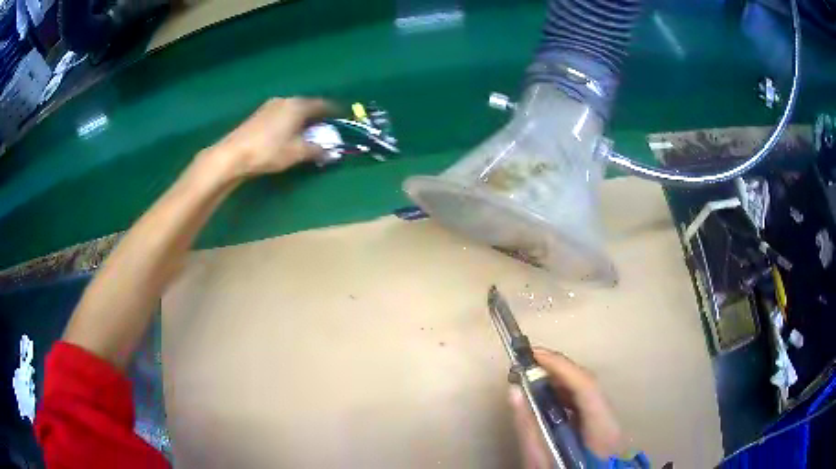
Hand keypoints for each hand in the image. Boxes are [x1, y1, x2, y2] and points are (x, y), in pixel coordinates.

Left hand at [204, 97, 333, 180]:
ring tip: (308, 131)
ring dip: (303, 118)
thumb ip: (317, 150)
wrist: (233, 154)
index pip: (323, 104)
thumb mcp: (297, 153)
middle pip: (308, 105)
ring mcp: (270, 106)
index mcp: (298, 106)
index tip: (343, 116)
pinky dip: (290, 121)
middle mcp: (285, 100)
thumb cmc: (269, 151)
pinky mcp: (259, 115)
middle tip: (326, 126)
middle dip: (318, 115)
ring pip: (293, 109)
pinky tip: (288, 133)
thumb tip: (331, 151)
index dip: (334, 110)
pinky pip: (282, 114)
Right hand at [509, 348, 622, 467]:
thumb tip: (515, 391)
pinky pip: (584, 400)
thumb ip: (528, 427)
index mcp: (602, 428)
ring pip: (587, 390)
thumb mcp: (539, 459)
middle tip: (528, 362)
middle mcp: (610, 419)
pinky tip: (548, 395)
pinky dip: (565, 393)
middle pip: (588, 383)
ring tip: (533, 375)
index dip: (560, 366)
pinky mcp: (602, 424)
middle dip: (558, 369)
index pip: (586, 385)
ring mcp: (609, 421)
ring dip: (561, 379)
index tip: (533, 354)